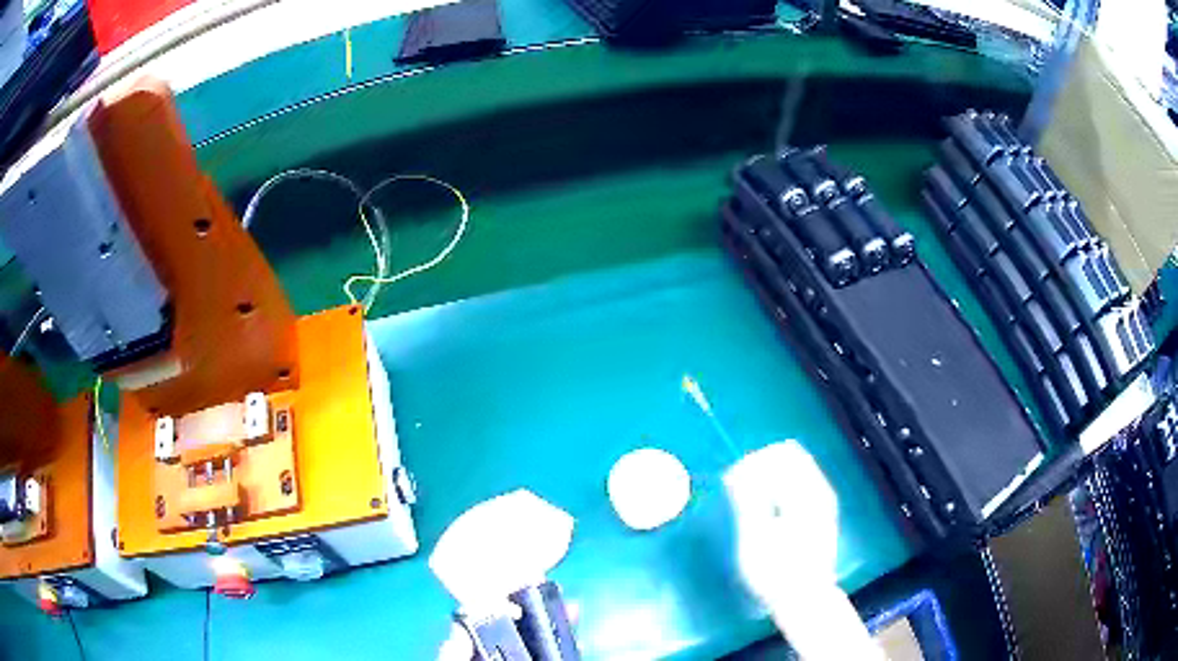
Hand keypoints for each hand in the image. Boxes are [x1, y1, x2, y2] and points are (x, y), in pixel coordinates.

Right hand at [724, 441, 882, 660]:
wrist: (805, 598)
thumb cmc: (777, 572)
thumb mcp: (755, 539)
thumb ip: (748, 500)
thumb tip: (739, 470)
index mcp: (806, 494)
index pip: (780, 454)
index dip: (753, 461)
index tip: (732, 482)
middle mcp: (819, 490)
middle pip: (791, 454)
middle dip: (761, 465)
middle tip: (739, 488)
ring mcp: (823, 500)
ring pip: (796, 467)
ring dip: (769, 474)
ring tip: (749, 499)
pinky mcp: (820, 511)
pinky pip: (799, 481)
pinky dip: (779, 484)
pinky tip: (766, 506)